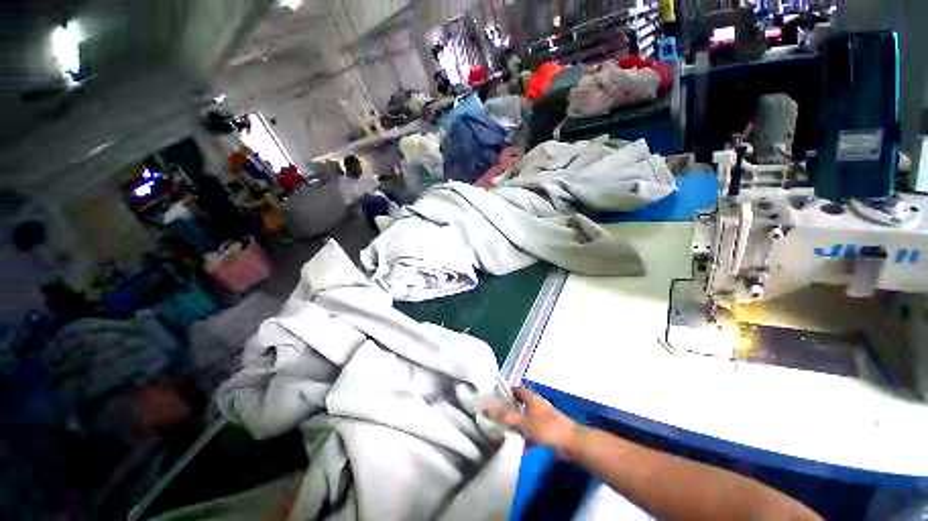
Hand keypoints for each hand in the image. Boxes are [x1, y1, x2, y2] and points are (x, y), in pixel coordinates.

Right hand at [485, 387, 578, 455]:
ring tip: (508, 428)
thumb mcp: (524, 422)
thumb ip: (506, 416)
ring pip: (528, 416)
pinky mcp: (549, 428)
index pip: (517, 389)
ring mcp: (545, 416)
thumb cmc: (546, 427)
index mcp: (532, 398)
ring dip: (519, 421)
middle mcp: (538, 404)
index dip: (507, 391)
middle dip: (512, 407)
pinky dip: (528, 434)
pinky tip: (523, 444)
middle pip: (522, 402)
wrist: (571, 442)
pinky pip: (535, 428)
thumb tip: (487, 407)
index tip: (496, 396)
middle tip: (499, 413)